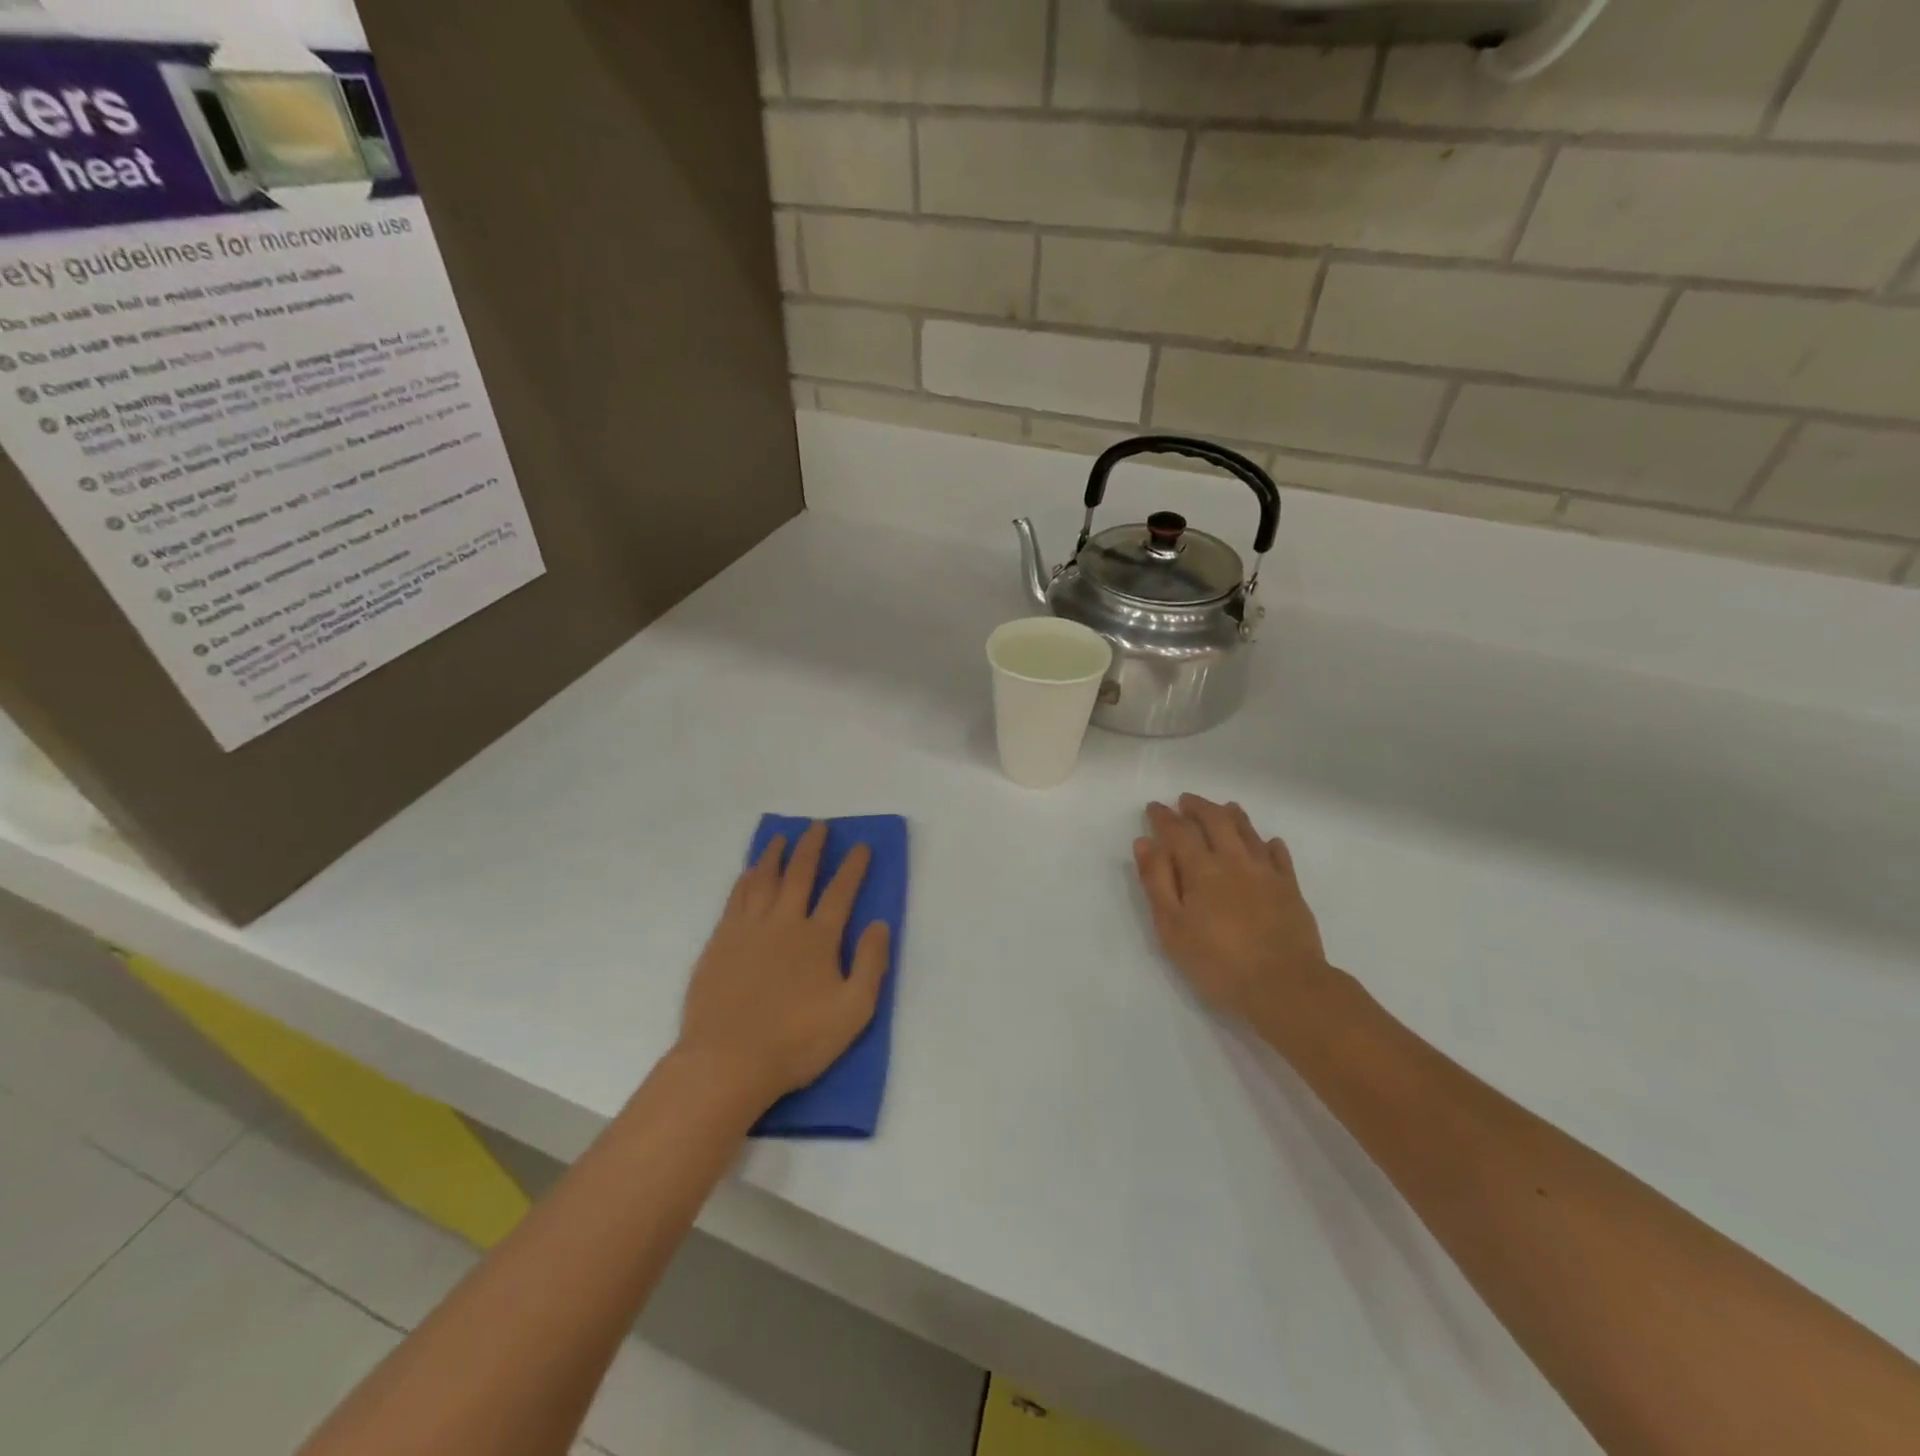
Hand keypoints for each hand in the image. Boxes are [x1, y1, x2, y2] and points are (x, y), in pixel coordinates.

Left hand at [678, 822, 890, 1106]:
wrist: (727, 1061)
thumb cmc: (796, 1041)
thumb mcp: (853, 1011)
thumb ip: (871, 964)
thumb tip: (880, 924)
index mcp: (818, 938)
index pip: (841, 892)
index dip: (853, 867)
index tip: (861, 845)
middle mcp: (784, 922)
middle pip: (800, 874)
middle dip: (812, 847)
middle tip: (818, 826)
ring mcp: (748, 929)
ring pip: (764, 879)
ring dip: (776, 855)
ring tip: (782, 837)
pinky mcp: (721, 941)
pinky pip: (736, 898)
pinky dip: (746, 879)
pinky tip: (749, 871)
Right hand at [1134, 795, 1331, 1026]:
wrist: (1285, 986)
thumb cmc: (1218, 961)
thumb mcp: (1172, 927)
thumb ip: (1157, 882)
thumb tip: (1145, 843)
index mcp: (1202, 869)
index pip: (1179, 831)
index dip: (1164, 817)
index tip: (1154, 807)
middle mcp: (1235, 861)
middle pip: (1216, 821)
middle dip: (1198, 807)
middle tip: (1186, 800)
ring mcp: (1267, 873)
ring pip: (1248, 832)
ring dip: (1232, 816)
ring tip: (1223, 807)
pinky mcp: (1291, 889)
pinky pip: (1279, 856)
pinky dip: (1269, 844)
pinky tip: (1267, 842)